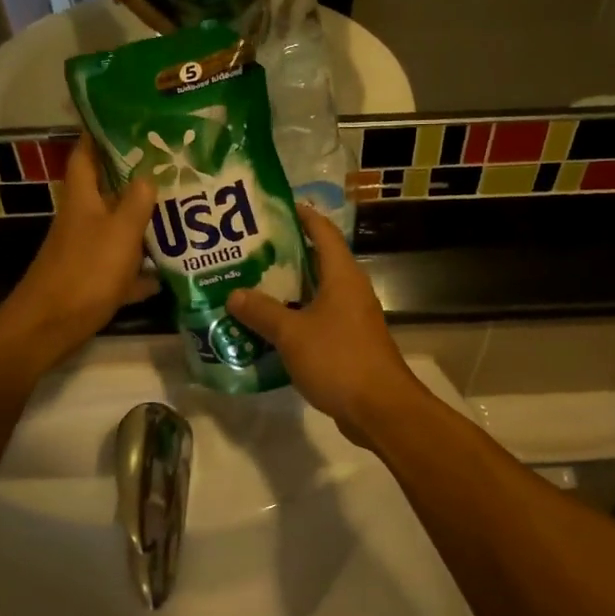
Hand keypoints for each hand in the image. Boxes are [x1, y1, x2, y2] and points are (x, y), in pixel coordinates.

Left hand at [0, 135, 158, 375]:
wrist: (50, 327)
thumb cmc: (86, 272)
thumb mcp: (119, 232)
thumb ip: (136, 202)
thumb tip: (148, 175)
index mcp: (82, 199)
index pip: (86, 154)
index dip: (100, 133)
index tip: (126, 119)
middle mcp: (82, 219)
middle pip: (108, 192)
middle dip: (136, 180)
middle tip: (173, 168)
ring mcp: (86, 251)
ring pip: (119, 230)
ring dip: (144, 225)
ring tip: (182, 214)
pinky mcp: (91, 280)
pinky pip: (122, 268)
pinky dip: (142, 271)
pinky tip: (168, 274)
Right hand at [226, 206, 425, 447]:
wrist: (380, 408)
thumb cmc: (339, 359)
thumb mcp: (292, 334)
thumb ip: (262, 312)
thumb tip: (234, 294)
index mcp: (342, 275)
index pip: (322, 231)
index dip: (302, 215)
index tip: (275, 207)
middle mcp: (350, 289)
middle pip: (317, 260)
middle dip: (285, 253)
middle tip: (248, 249)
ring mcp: (352, 317)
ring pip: (315, 292)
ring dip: (287, 288)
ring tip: (250, 284)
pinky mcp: (349, 341)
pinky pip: (317, 318)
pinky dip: (295, 316)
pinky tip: (268, 325)